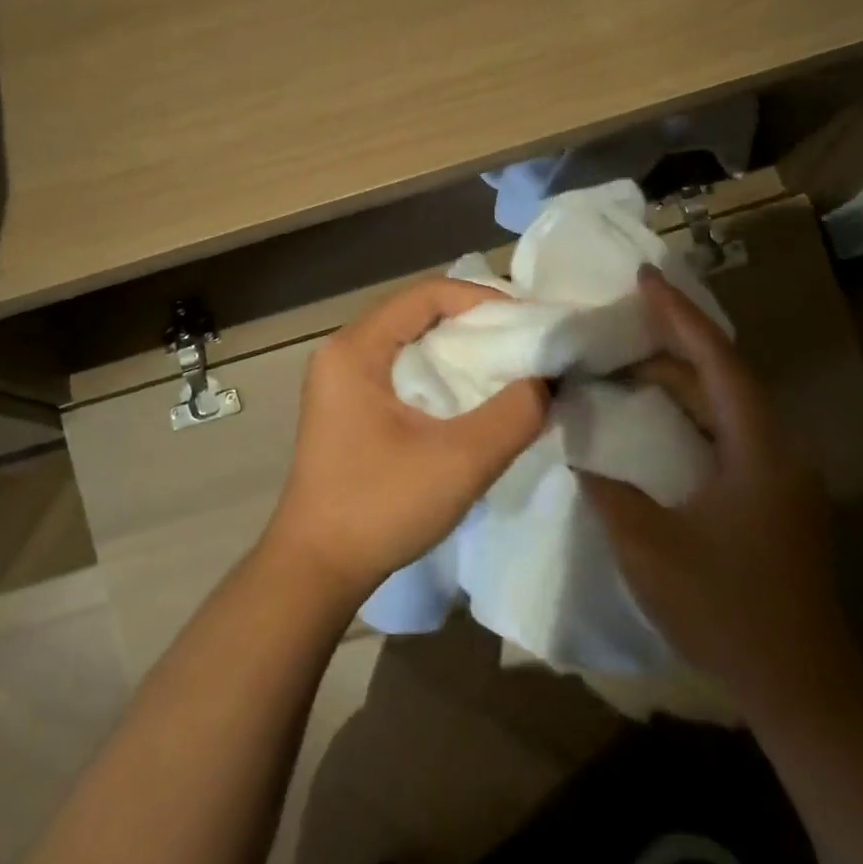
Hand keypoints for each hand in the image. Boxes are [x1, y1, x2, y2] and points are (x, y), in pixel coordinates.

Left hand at [263, 278, 548, 607]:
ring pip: (409, 341)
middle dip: (474, 322)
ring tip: (507, 366)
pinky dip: (439, 372)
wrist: (316, 569)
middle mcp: (343, 352)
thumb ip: (514, 414)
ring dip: (458, 349)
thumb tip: (546, 380)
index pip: (426, 294)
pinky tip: (470, 396)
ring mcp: (340, 381)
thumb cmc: (380, 506)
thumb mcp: (460, 460)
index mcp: (355, 348)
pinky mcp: (348, 407)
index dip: (481, 299)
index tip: (527, 322)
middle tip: (524, 342)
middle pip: (417, 312)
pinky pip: (400, 369)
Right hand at [581, 266, 862, 723]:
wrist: (801, 685)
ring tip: (625, 358)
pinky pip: (727, 430)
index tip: (643, 277)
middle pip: (723, 373)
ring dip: (679, 377)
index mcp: (758, 447)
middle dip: (672, 340)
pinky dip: (688, 411)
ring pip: (726, 403)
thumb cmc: (725, 608)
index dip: (678, 315)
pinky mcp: (773, 494)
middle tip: (619, 318)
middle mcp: (778, 446)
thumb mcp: (648, 545)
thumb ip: (607, 488)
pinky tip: (652, 416)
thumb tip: (577, 449)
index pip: (716, 360)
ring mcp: (780, 472)